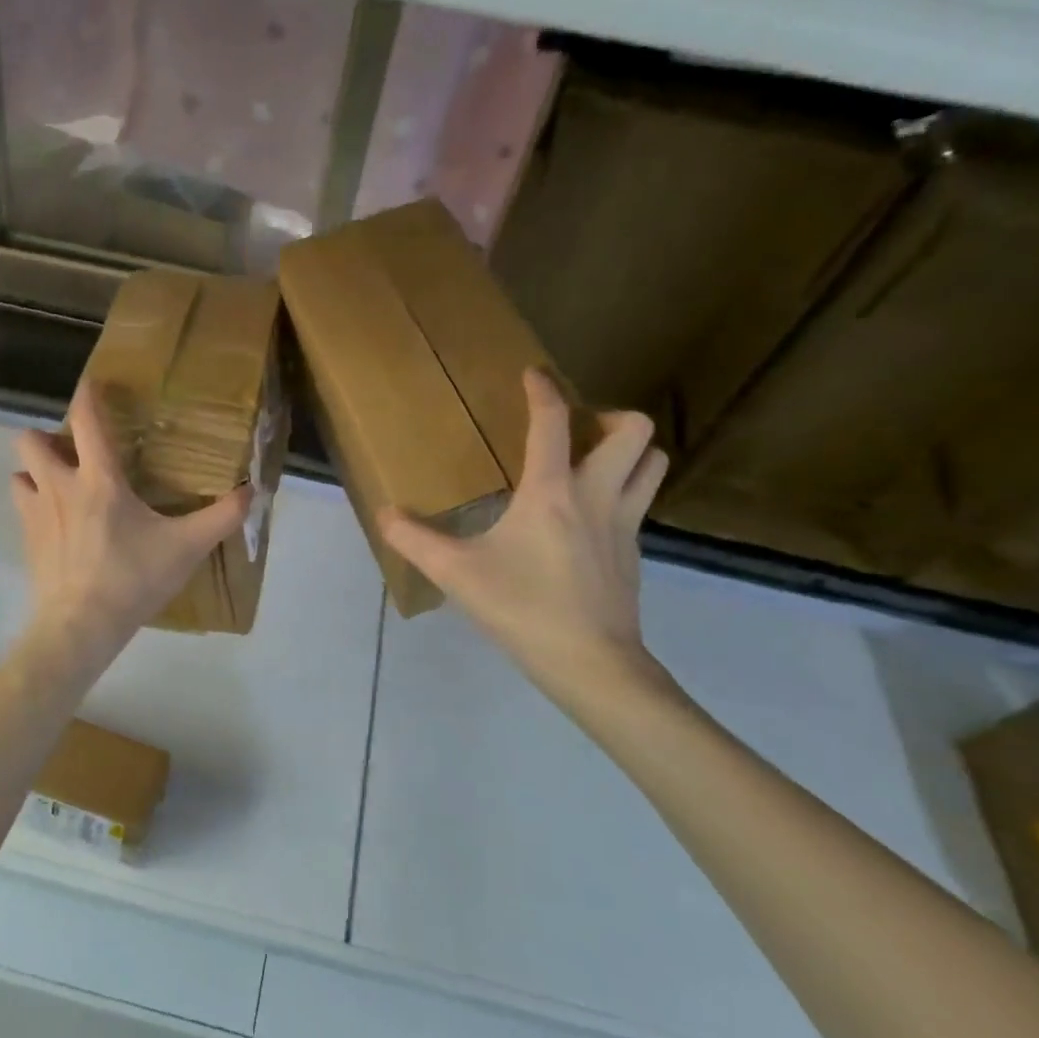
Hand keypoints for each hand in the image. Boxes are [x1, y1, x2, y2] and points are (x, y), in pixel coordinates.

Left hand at [11, 382, 251, 670]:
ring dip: (35, 471)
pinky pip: (21, 507)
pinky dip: (33, 504)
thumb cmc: (133, 580)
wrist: (81, 627)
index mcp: (99, 480)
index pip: (85, 420)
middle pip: (30, 439)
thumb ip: (221, 517)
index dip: (87, 395)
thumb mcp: (186, 548)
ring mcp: (35, 513)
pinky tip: (56, 523)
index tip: (92, 384)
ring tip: (60, 486)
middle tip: (74, 453)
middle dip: (46, 437)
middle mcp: (59, 486)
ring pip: (18, 473)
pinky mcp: (25, 540)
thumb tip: (253, 492)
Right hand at [378, 370, 669, 710]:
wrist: (591, 663)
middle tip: (576, 431)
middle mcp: (597, 495)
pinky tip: (590, 516)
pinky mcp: (635, 553)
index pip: (553, 423)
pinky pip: (640, 501)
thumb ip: (415, 540)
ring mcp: (624, 524)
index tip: (533, 375)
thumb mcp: (457, 574)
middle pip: (634, 431)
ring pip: (653, 462)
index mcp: (552, 492)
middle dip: (609, 416)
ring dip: (630, 450)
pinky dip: (624, 490)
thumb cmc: (522, 609)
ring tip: (594, 461)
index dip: (543, 390)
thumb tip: (385, 514)